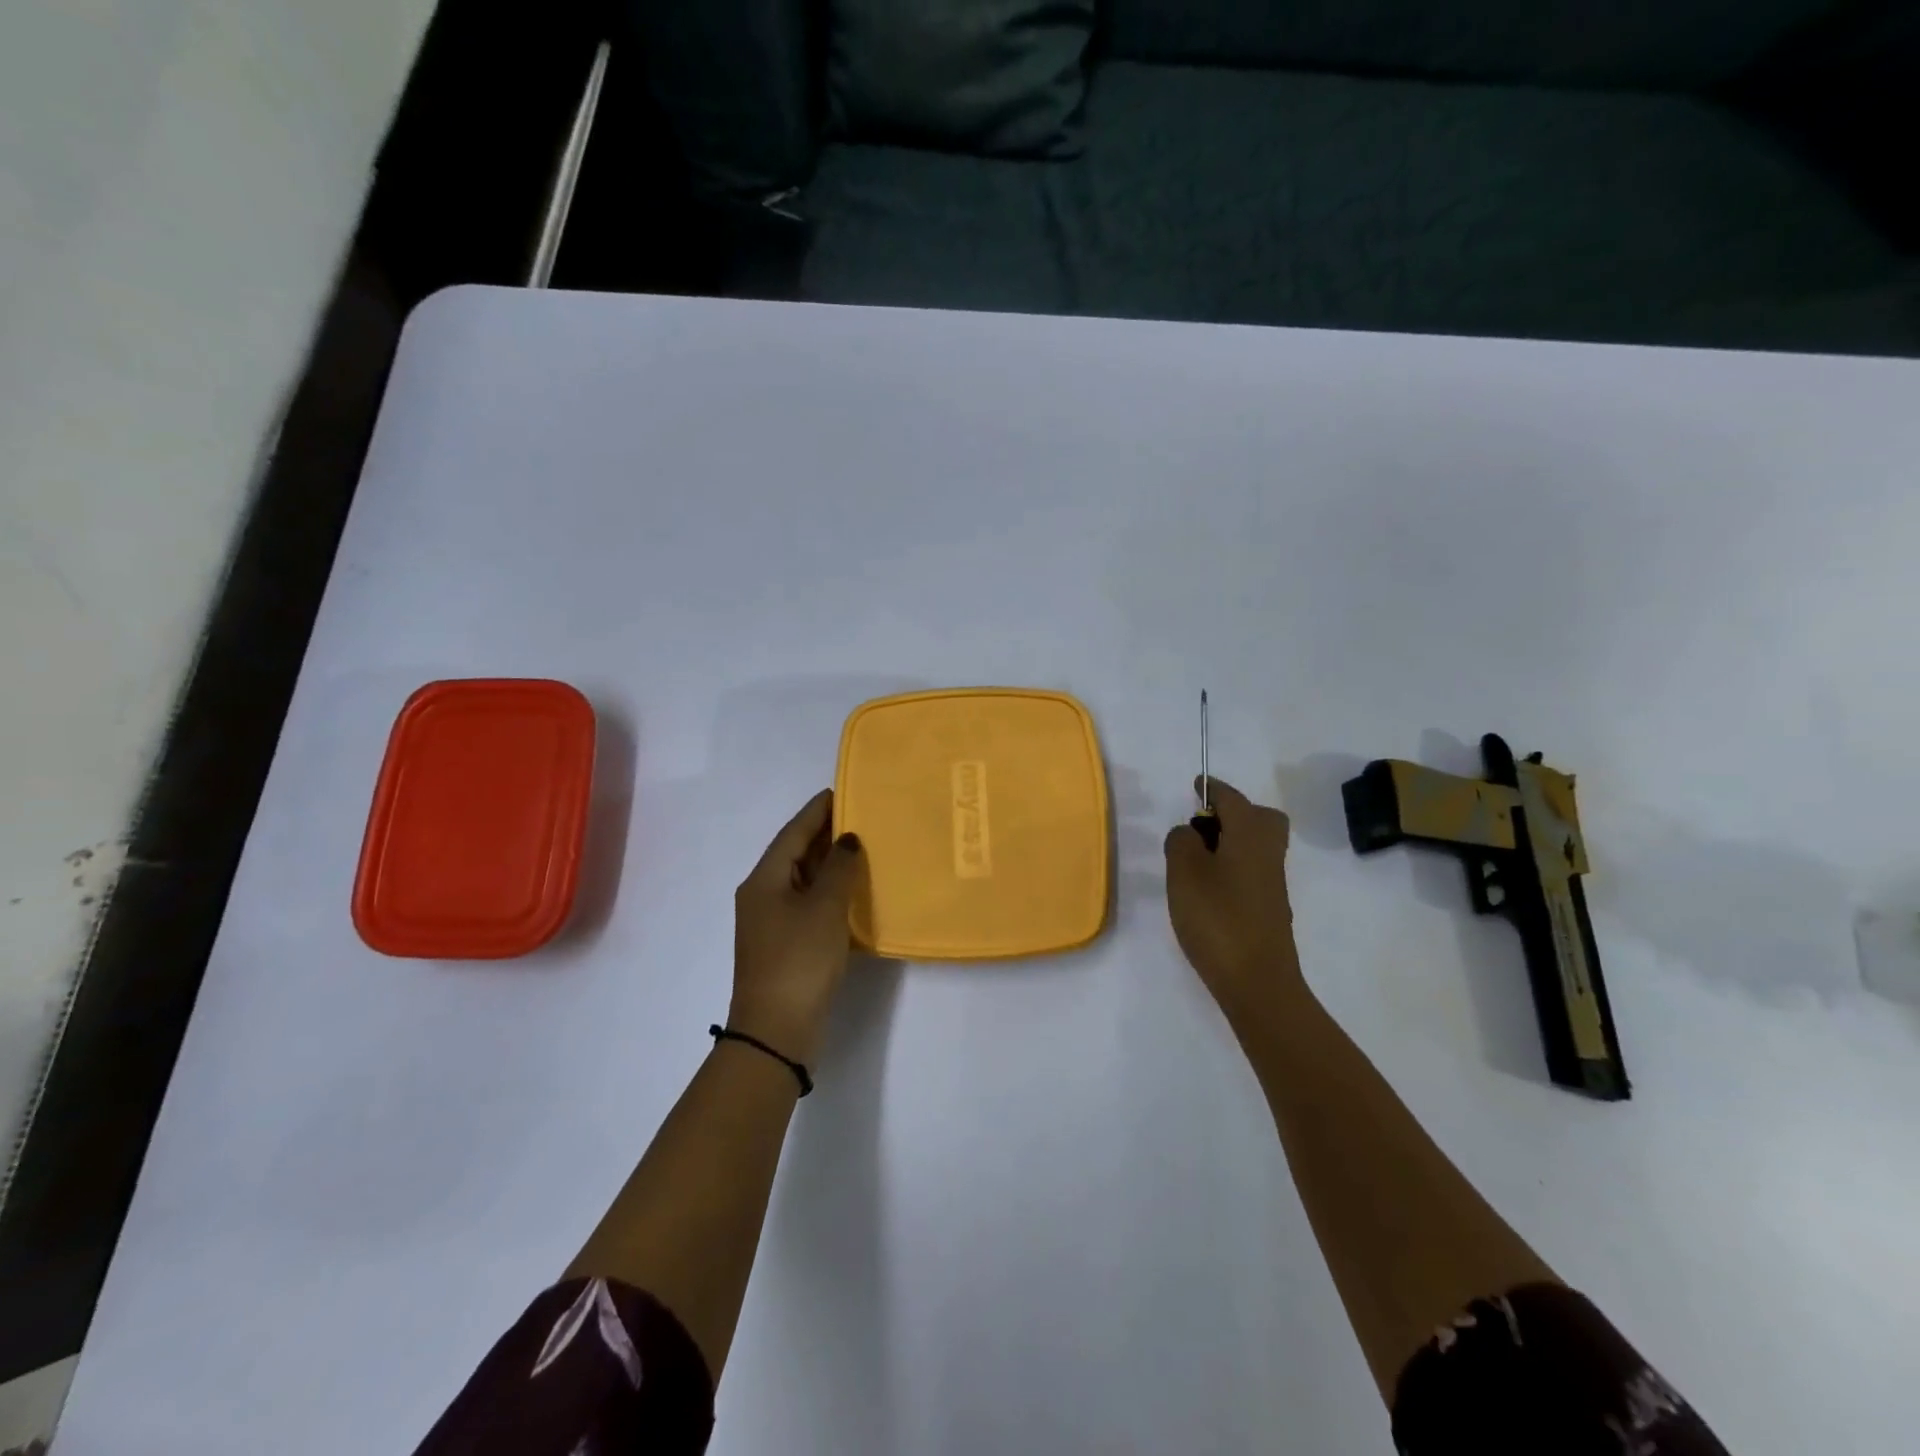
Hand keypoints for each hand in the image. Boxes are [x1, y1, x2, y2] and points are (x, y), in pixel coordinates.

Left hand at [729, 789, 865, 1067]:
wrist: (776, 1030)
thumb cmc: (799, 959)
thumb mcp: (824, 908)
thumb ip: (839, 868)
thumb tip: (847, 840)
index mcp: (764, 880)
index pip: (793, 833)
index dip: (816, 811)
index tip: (841, 791)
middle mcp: (762, 895)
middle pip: (795, 854)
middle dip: (825, 834)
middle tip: (860, 816)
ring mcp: (771, 922)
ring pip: (802, 880)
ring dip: (829, 864)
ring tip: (862, 847)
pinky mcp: (784, 944)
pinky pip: (808, 903)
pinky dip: (829, 891)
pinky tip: (853, 891)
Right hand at [1164, 777, 1302, 1021]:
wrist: (1257, 982)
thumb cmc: (1217, 918)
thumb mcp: (1184, 873)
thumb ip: (1181, 842)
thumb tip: (1188, 833)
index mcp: (1250, 836)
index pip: (1233, 798)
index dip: (1213, 789)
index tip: (1197, 785)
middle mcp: (1268, 853)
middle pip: (1261, 818)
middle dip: (1235, 812)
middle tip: (1202, 825)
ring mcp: (1272, 883)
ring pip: (1257, 845)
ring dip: (1231, 841)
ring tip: (1195, 858)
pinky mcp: (1269, 909)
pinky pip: (1253, 870)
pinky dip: (1233, 866)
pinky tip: (1208, 887)